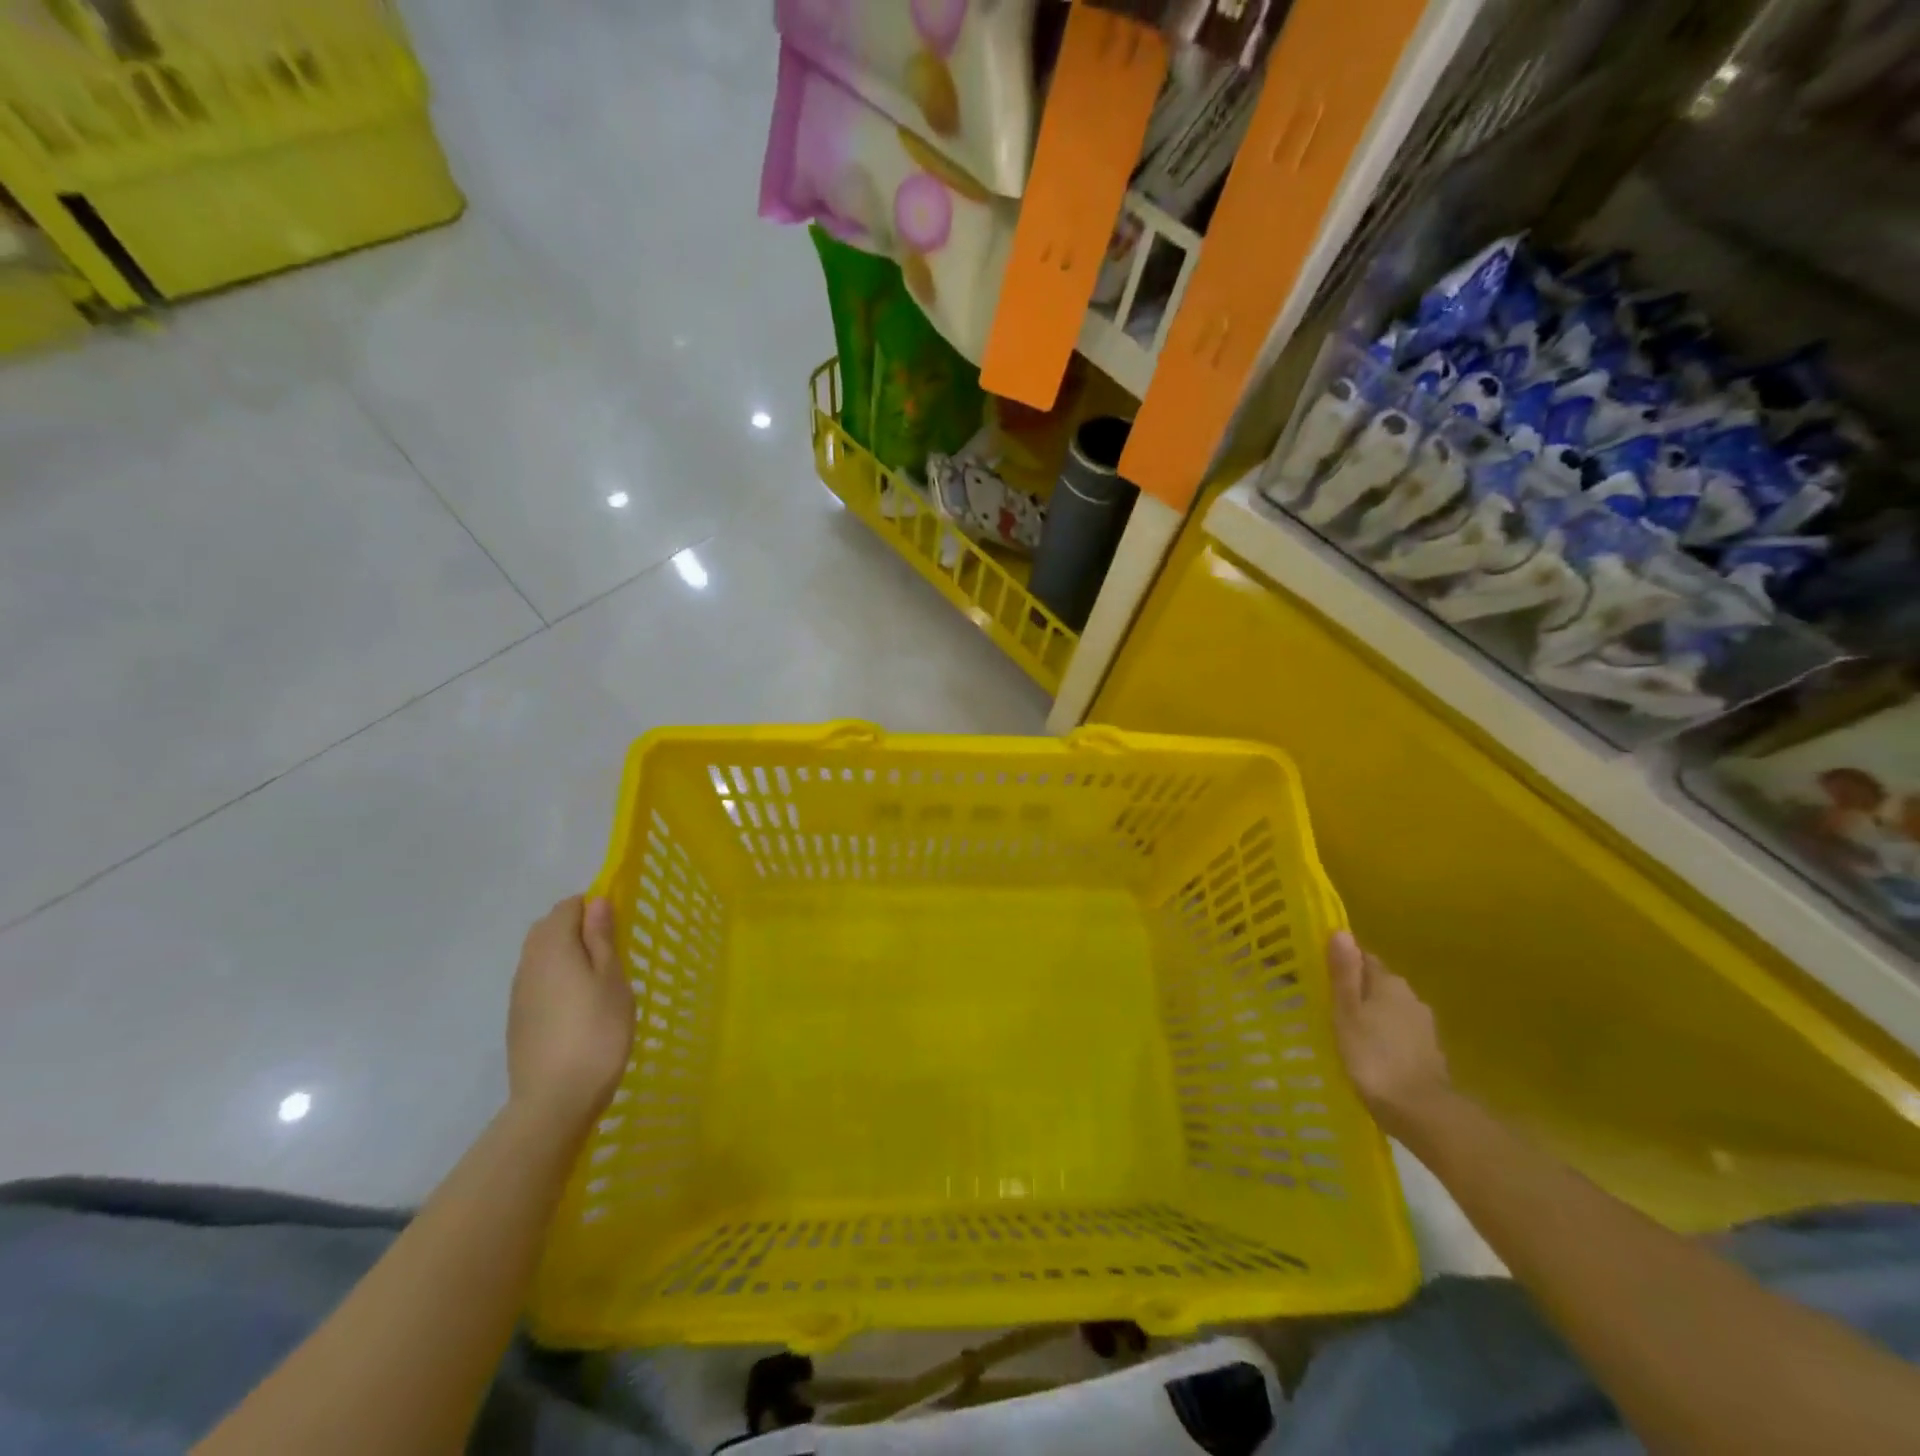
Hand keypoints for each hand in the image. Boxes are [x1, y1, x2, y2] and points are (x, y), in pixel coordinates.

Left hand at [507, 897, 633, 1134]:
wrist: (555, 1099)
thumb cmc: (596, 1031)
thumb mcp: (612, 979)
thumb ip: (601, 937)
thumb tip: (595, 901)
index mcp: (553, 947)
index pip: (568, 907)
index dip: (594, 907)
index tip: (619, 926)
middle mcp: (529, 963)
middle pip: (548, 928)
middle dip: (577, 927)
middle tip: (612, 950)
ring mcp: (519, 993)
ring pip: (541, 955)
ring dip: (567, 953)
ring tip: (598, 978)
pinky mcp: (518, 1018)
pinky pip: (538, 981)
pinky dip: (557, 978)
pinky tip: (578, 1004)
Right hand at [1328, 930, 1450, 1138]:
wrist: (1422, 1112)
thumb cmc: (1373, 1056)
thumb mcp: (1347, 1012)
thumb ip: (1344, 973)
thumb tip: (1341, 932)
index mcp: (1389, 983)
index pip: (1364, 958)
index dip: (1344, 962)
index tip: (1322, 973)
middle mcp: (1411, 997)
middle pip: (1378, 982)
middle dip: (1357, 989)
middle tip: (1329, 1003)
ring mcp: (1424, 1025)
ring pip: (1390, 1008)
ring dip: (1372, 1013)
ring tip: (1346, 1029)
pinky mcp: (1428, 1051)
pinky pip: (1399, 1031)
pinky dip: (1384, 1035)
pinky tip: (1370, 1051)